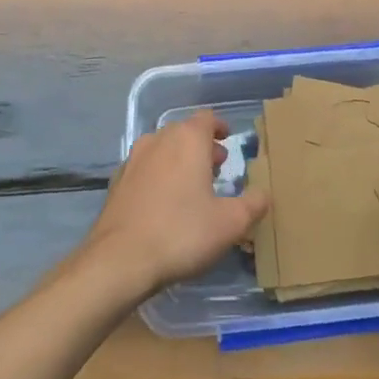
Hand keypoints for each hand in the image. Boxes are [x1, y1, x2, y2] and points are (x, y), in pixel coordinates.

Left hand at [75, 111, 269, 304]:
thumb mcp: (231, 223)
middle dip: (201, 146)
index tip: (228, 140)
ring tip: (192, 185)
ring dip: (178, 160)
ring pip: (161, 149)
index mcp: (187, 140)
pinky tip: (163, 203)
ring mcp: (132, 161)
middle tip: (217, 167)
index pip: (206, 119)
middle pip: (183, 132)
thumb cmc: (182, 233)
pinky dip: (158, 176)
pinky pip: (144, 170)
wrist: (120, 260)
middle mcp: (158, 141)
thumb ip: (253, 204)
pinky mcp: (116, 183)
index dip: (219, 127)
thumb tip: (263, 194)